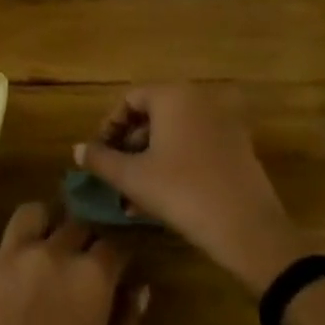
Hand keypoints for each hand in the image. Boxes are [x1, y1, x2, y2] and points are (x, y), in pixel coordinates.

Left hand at [0, 202, 145, 324]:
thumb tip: (138, 288)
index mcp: (88, 277)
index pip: (113, 244)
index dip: (118, 259)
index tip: (117, 274)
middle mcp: (47, 254)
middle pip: (74, 225)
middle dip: (84, 242)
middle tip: (81, 272)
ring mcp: (2, 261)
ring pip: (30, 217)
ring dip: (44, 230)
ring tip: (43, 259)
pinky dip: (7, 271)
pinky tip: (3, 307)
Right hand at [77, 85, 308, 292]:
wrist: (247, 228)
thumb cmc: (182, 192)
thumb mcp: (133, 178)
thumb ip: (101, 160)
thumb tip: (77, 149)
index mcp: (173, 96)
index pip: (130, 99)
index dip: (109, 126)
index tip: (99, 156)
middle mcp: (199, 99)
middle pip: (153, 115)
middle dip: (130, 146)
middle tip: (115, 176)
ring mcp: (222, 122)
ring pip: (174, 133)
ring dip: (150, 158)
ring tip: (133, 196)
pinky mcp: (238, 146)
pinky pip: (195, 145)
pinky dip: (175, 162)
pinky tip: (161, 197)